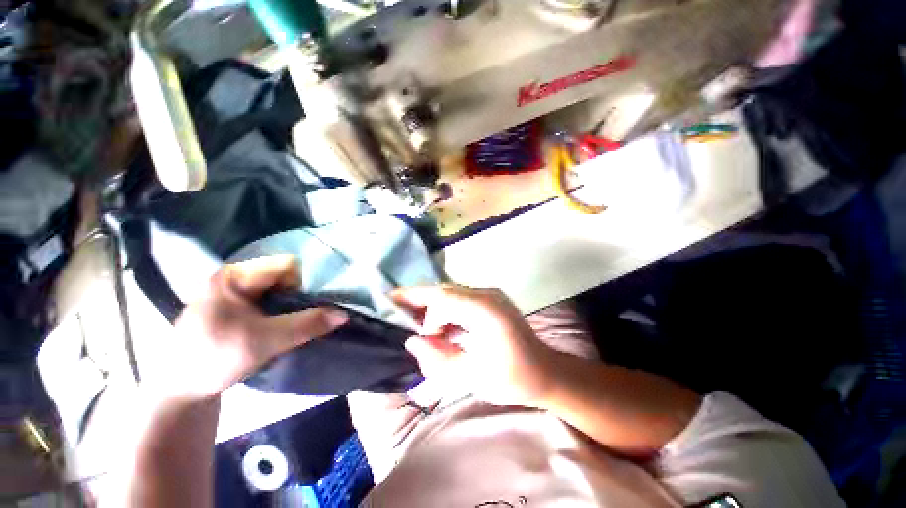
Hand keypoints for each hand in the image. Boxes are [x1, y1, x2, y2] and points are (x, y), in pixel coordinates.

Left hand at [146, 255, 348, 401]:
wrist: (181, 389)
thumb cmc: (214, 358)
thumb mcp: (264, 341)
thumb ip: (306, 325)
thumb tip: (344, 315)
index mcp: (234, 276)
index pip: (286, 266)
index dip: (301, 285)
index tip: (297, 310)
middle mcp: (235, 278)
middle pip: (284, 277)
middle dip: (296, 297)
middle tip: (293, 320)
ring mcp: (235, 292)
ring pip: (279, 290)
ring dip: (290, 307)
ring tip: (285, 327)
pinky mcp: (237, 307)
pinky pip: (270, 301)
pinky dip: (281, 313)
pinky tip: (277, 329)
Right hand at [391, 284, 557, 406]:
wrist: (545, 371)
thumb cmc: (512, 378)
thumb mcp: (472, 376)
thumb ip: (438, 358)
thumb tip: (412, 341)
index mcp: (484, 310)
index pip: (442, 297)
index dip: (417, 304)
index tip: (399, 317)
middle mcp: (487, 294)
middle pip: (444, 289)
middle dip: (419, 299)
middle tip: (395, 309)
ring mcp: (490, 294)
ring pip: (451, 292)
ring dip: (431, 305)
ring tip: (414, 321)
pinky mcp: (491, 299)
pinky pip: (460, 298)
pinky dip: (444, 308)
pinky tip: (437, 324)